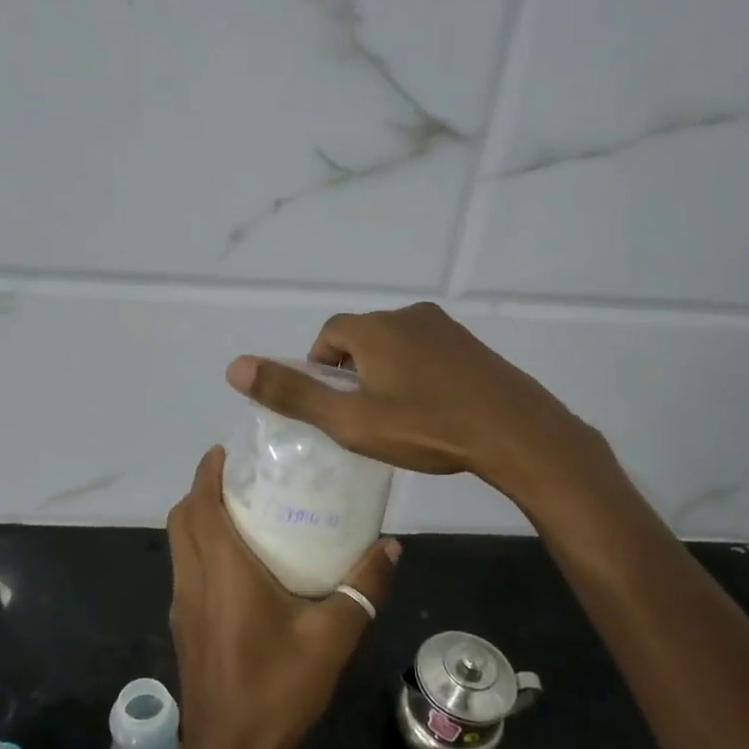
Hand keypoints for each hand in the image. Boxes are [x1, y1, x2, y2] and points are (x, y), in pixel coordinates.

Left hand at [165, 447, 399, 748]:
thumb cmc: (277, 690)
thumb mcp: (332, 638)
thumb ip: (363, 588)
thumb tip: (391, 547)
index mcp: (222, 572)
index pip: (200, 505)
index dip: (206, 472)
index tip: (225, 451)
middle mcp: (193, 581)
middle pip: (181, 520)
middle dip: (202, 491)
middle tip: (242, 480)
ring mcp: (182, 606)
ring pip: (179, 546)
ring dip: (199, 521)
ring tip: (245, 515)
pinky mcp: (184, 629)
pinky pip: (186, 572)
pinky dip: (202, 551)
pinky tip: (241, 569)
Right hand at [225, 303, 598, 496]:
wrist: (515, 432)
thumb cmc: (426, 427)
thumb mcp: (350, 420)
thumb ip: (293, 394)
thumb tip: (234, 367)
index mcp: (374, 328)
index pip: (328, 334)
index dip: (319, 367)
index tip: (329, 404)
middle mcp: (408, 316)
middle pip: (361, 337)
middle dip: (351, 371)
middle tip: (360, 416)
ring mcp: (444, 328)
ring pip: (395, 345)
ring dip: (384, 372)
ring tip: (394, 417)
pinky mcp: (470, 346)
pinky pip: (426, 352)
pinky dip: (415, 374)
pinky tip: (430, 410)